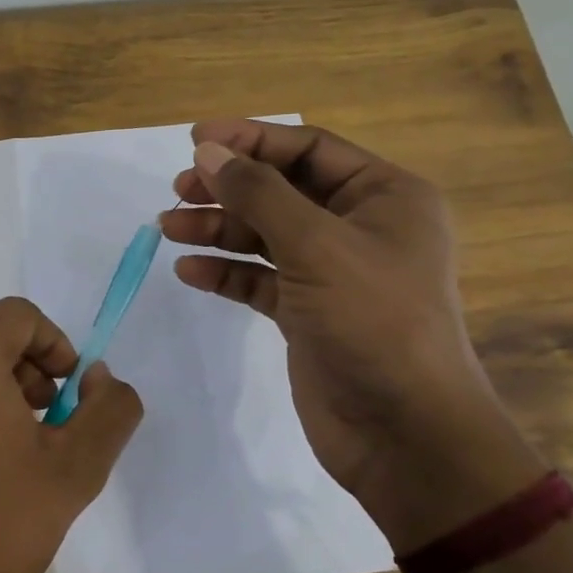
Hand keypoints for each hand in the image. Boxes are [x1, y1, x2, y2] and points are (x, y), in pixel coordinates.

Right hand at [160, 120, 542, 548]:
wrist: (404, 433)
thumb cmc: (373, 321)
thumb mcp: (315, 245)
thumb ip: (258, 193)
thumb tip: (209, 151)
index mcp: (384, 196)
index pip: (308, 149)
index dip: (250, 139)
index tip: (195, 141)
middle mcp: (360, 227)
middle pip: (282, 190)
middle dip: (229, 187)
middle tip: (179, 189)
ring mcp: (332, 272)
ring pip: (265, 235)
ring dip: (218, 229)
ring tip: (168, 228)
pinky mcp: (308, 313)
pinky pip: (260, 279)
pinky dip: (226, 272)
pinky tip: (189, 271)